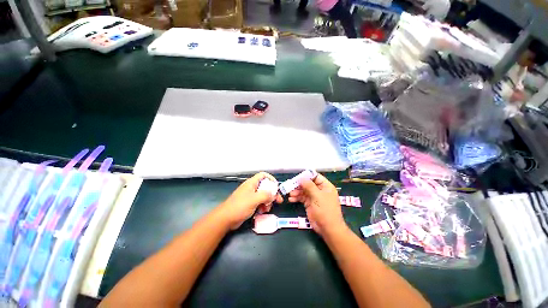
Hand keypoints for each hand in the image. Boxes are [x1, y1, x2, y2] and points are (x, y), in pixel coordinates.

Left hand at [219, 172, 282, 229]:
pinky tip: (262, 212)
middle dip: (272, 194)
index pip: (263, 175)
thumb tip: (273, 194)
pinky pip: (260, 203)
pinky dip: (263, 206)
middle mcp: (252, 188)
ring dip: (268, 202)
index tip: (276, 186)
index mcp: (251, 183)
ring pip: (263, 196)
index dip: (271, 178)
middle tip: (278, 201)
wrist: (226, 218)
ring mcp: (251, 196)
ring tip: (267, 209)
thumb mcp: (254, 199)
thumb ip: (265, 195)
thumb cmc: (239, 206)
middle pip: (265, 187)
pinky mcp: (250, 204)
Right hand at [288, 173, 346, 236]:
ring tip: (290, 194)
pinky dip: (297, 198)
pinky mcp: (309, 203)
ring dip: (296, 192)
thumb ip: (309, 186)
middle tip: (291, 185)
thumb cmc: (325, 210)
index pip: (316, 177)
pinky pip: (302, 198)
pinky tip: (291, 199)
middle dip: (299, 184)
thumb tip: (302, 178)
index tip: (298, 177)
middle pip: (308, 184)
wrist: (328, 228)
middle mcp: (320, 190)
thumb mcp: (317, 196)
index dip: (307, 176)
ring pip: (304, 191)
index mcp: (325, 186)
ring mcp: (314, 197)